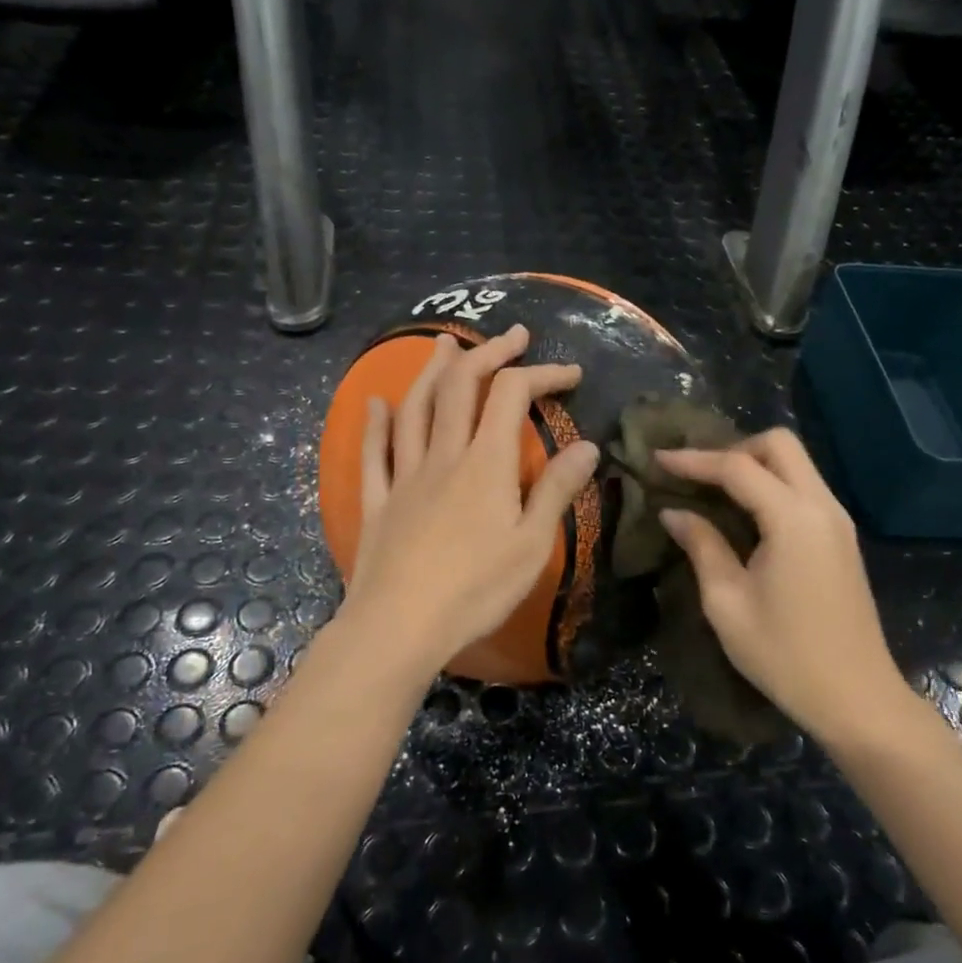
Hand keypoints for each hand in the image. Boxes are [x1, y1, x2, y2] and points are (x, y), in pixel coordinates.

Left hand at [342, 324, 599, 670]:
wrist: (400, 626)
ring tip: (447, 343)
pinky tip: (374, 402)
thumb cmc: (475, 590)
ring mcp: (404, 475)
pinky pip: (374, 452)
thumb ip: (556, 490)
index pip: (512, 395)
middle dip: (489, 352)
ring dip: (433, 370)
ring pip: (415, 408)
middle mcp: (443, 455)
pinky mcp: (378, 501)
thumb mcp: (531, 545)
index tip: (570, 374)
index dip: (542, 373)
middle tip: (513, 336)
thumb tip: (588, 446)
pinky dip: (374, 422)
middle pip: (460, 386)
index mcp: (485, 463)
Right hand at [657, 428, 903, 743]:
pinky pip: (805, 488)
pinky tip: (745, 512)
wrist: (857, 698)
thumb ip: (701, 546)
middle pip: (779, 445)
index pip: (737, 467)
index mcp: (793, 519)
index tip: (657, 459)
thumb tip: (673, 512)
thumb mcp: (727, 603)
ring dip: (754, 465)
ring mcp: (838, 520)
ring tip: (713, 489)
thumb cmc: (784, 655)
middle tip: (697, 476)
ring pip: (796, 463)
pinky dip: (772, 484)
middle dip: (733, 449)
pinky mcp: (842, 537)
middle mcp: (822, 506)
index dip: (694, 460)